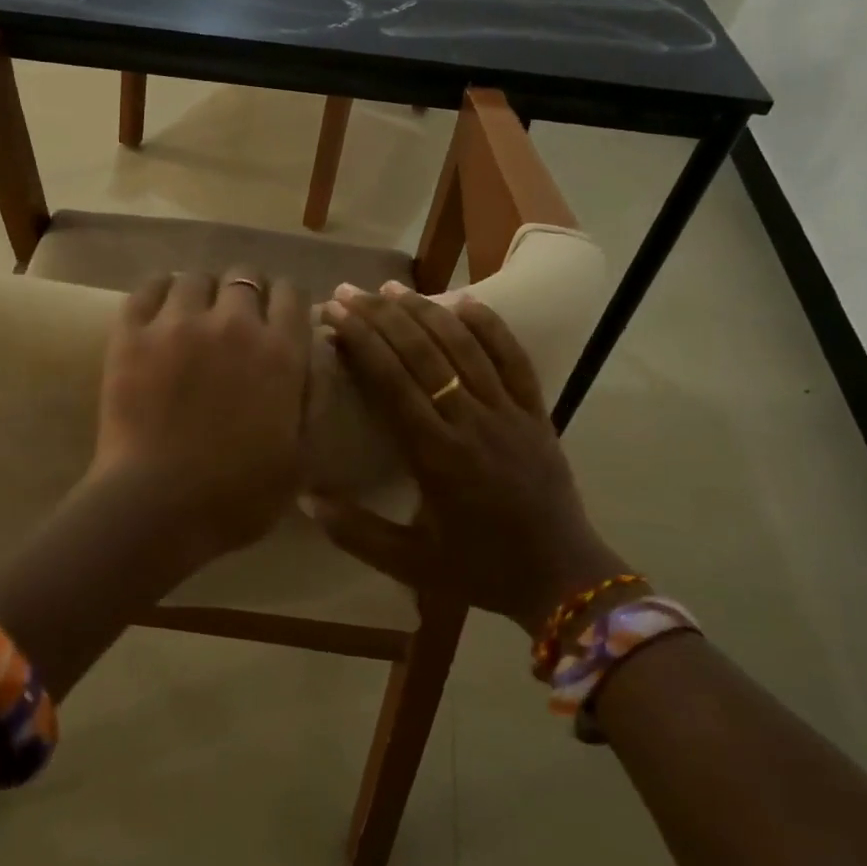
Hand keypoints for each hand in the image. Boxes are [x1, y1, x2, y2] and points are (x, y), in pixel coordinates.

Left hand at [90, 269, 310, 560]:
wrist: (158, 508)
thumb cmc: (238, 495)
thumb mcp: (303, 456)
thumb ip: (316, 395)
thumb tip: (318, 348)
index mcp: (280, 352)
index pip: (291, 293)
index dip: (286, 301)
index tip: (278, 317)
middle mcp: (234, 323)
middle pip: (245, 276)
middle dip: (246, 293)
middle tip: (236, 320)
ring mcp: (178, 324)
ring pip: (195, 278)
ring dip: (202, 292)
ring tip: (194, 316)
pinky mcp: (132, 334)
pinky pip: (148, 287)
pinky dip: (159, 290)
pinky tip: (161, 308)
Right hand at [309, 283, 631, 633]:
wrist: (561, 577)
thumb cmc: (480, 570)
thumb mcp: (410, 564)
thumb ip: (355, 533)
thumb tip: (305, 499)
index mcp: (436, 457)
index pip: (392, 384)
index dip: (362, 343)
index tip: (336, 314)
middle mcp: (471, 423)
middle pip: (422, 356)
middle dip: (382, 318)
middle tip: (351, 291)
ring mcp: (508, 413)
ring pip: (464, 349)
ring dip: (427, 313)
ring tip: (393, 288)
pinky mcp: (537, 413)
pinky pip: (514, 360)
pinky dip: (490, 328)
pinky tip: (465, 302)